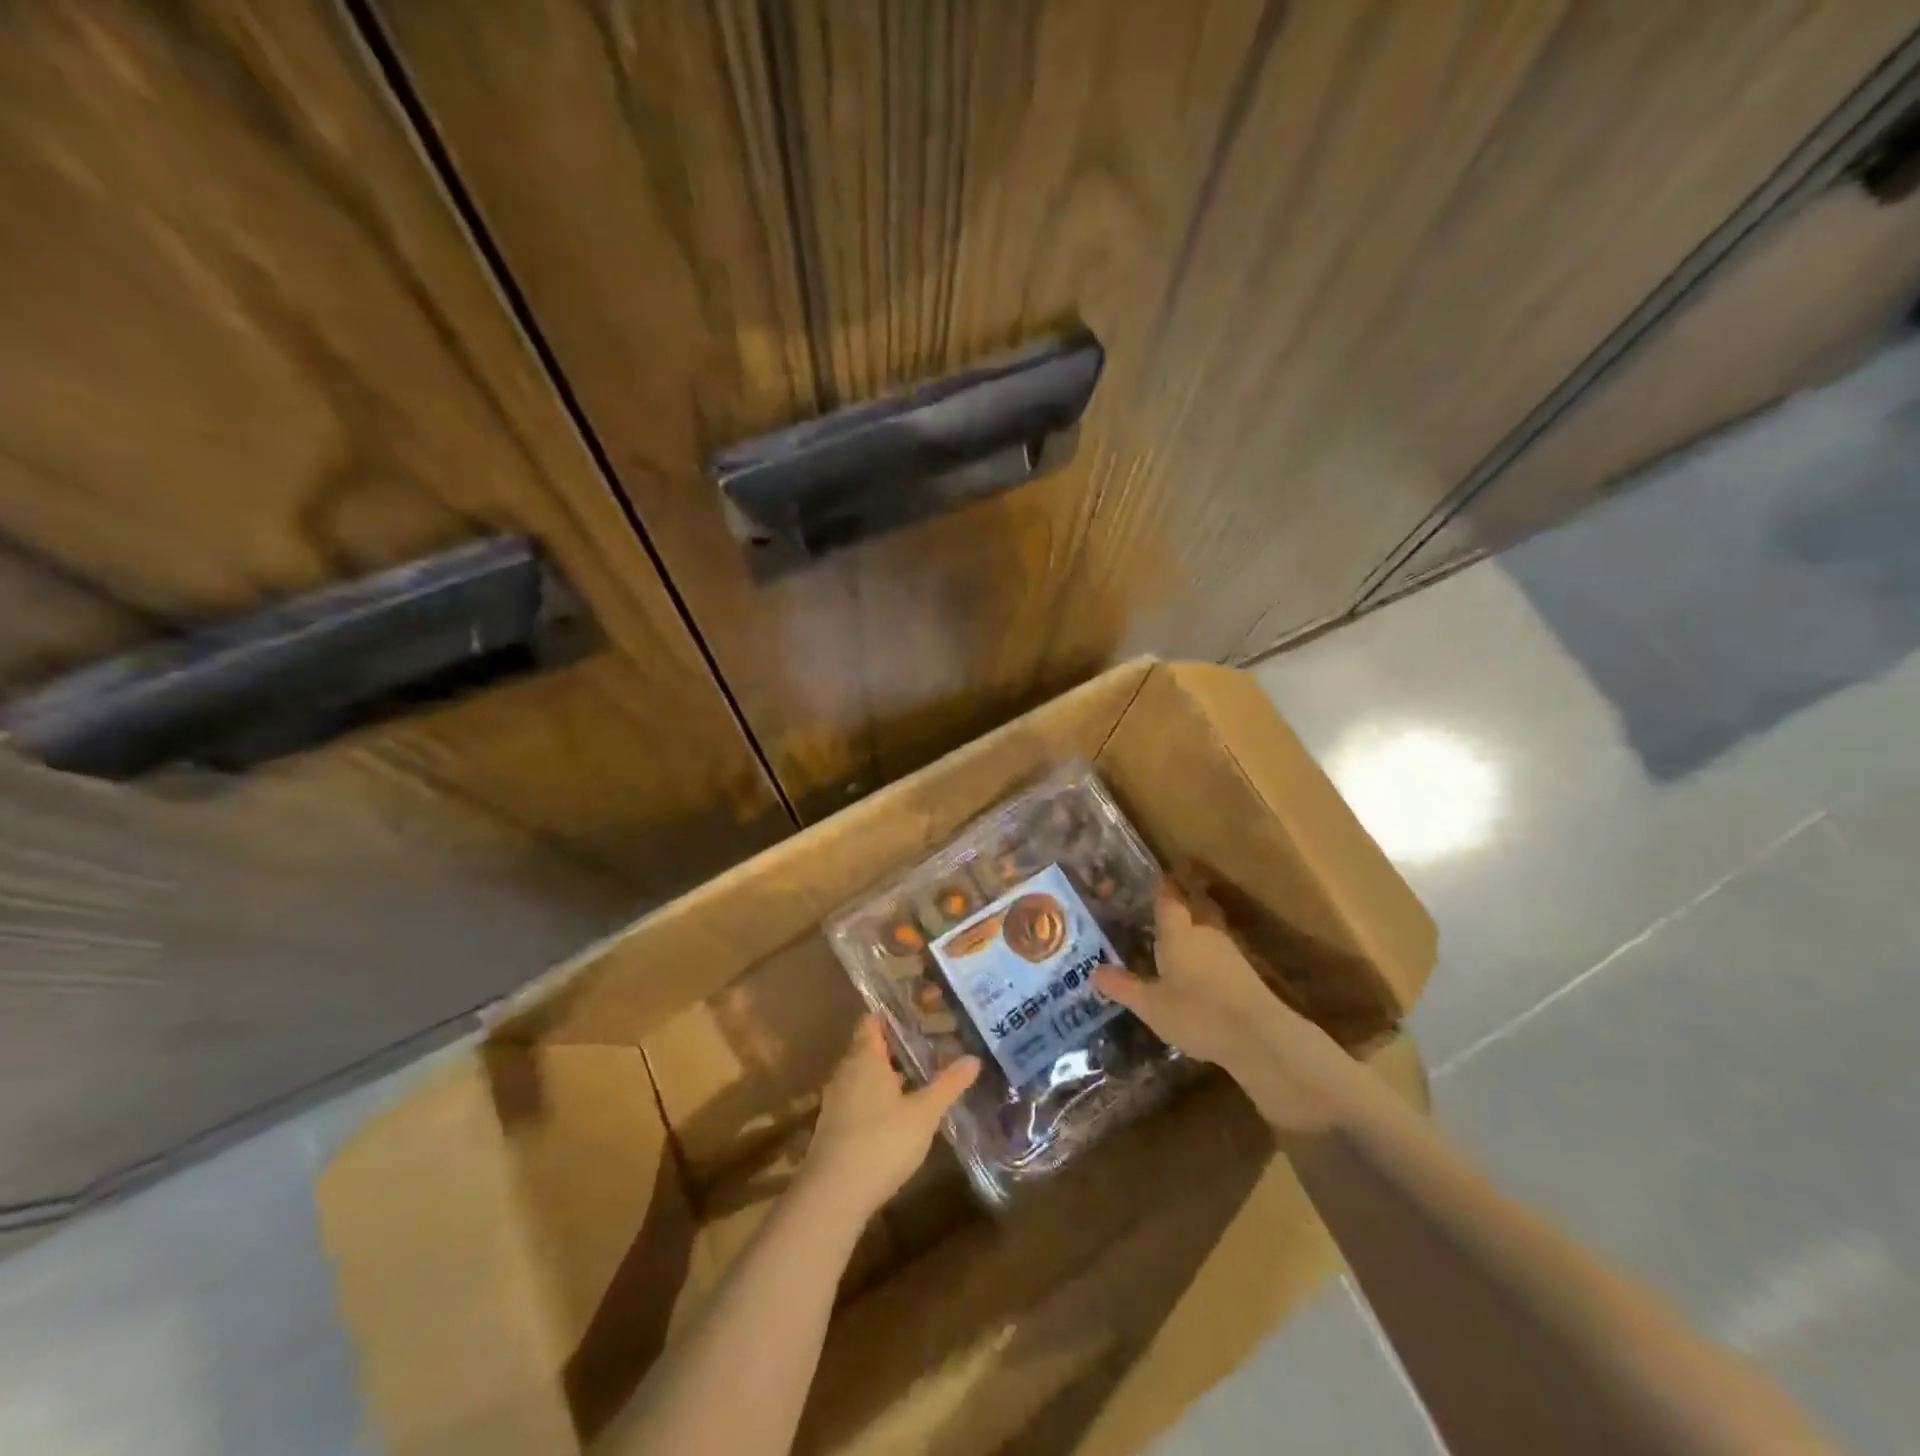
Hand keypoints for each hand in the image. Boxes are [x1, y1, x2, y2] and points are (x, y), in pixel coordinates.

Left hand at [799, 1016, 979, 1220]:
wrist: (833, 1195)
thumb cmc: (882, 1142)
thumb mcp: (924, 1113)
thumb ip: (948, 1084)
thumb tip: (974, 1058)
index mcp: (865, 1057)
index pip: (873, 1021)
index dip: (893, 1016)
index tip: (919, 1014)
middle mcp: (845, 1071)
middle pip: (868, 1047)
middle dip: (895, 1046)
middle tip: (927, 1046)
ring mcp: (835, 1100)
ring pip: (862, 1075)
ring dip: (886, 1074)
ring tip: (918, 1078)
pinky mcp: (832, 1127)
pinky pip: (856, 1098)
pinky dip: (875, 1097)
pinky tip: (896, 1113)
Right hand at [1093, 881, 1372, 1132]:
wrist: (1260, 1037)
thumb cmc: (1197, 1013)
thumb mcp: (1150, 1005)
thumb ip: (1122, 986)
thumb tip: (1094, 971)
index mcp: (1178, 932)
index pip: (1167, 898)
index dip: (1158, 889)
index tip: (1147, 882)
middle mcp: (1204, 932)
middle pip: (1187, 915)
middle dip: (1171, 919)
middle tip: (1149, 926)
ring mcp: (1229, 951)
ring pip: (1203, 937)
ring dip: (1188, 943)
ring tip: (1169, 957)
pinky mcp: (1246, 973)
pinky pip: (1216, 958)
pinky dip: (1204, 964)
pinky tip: (1195, 983)